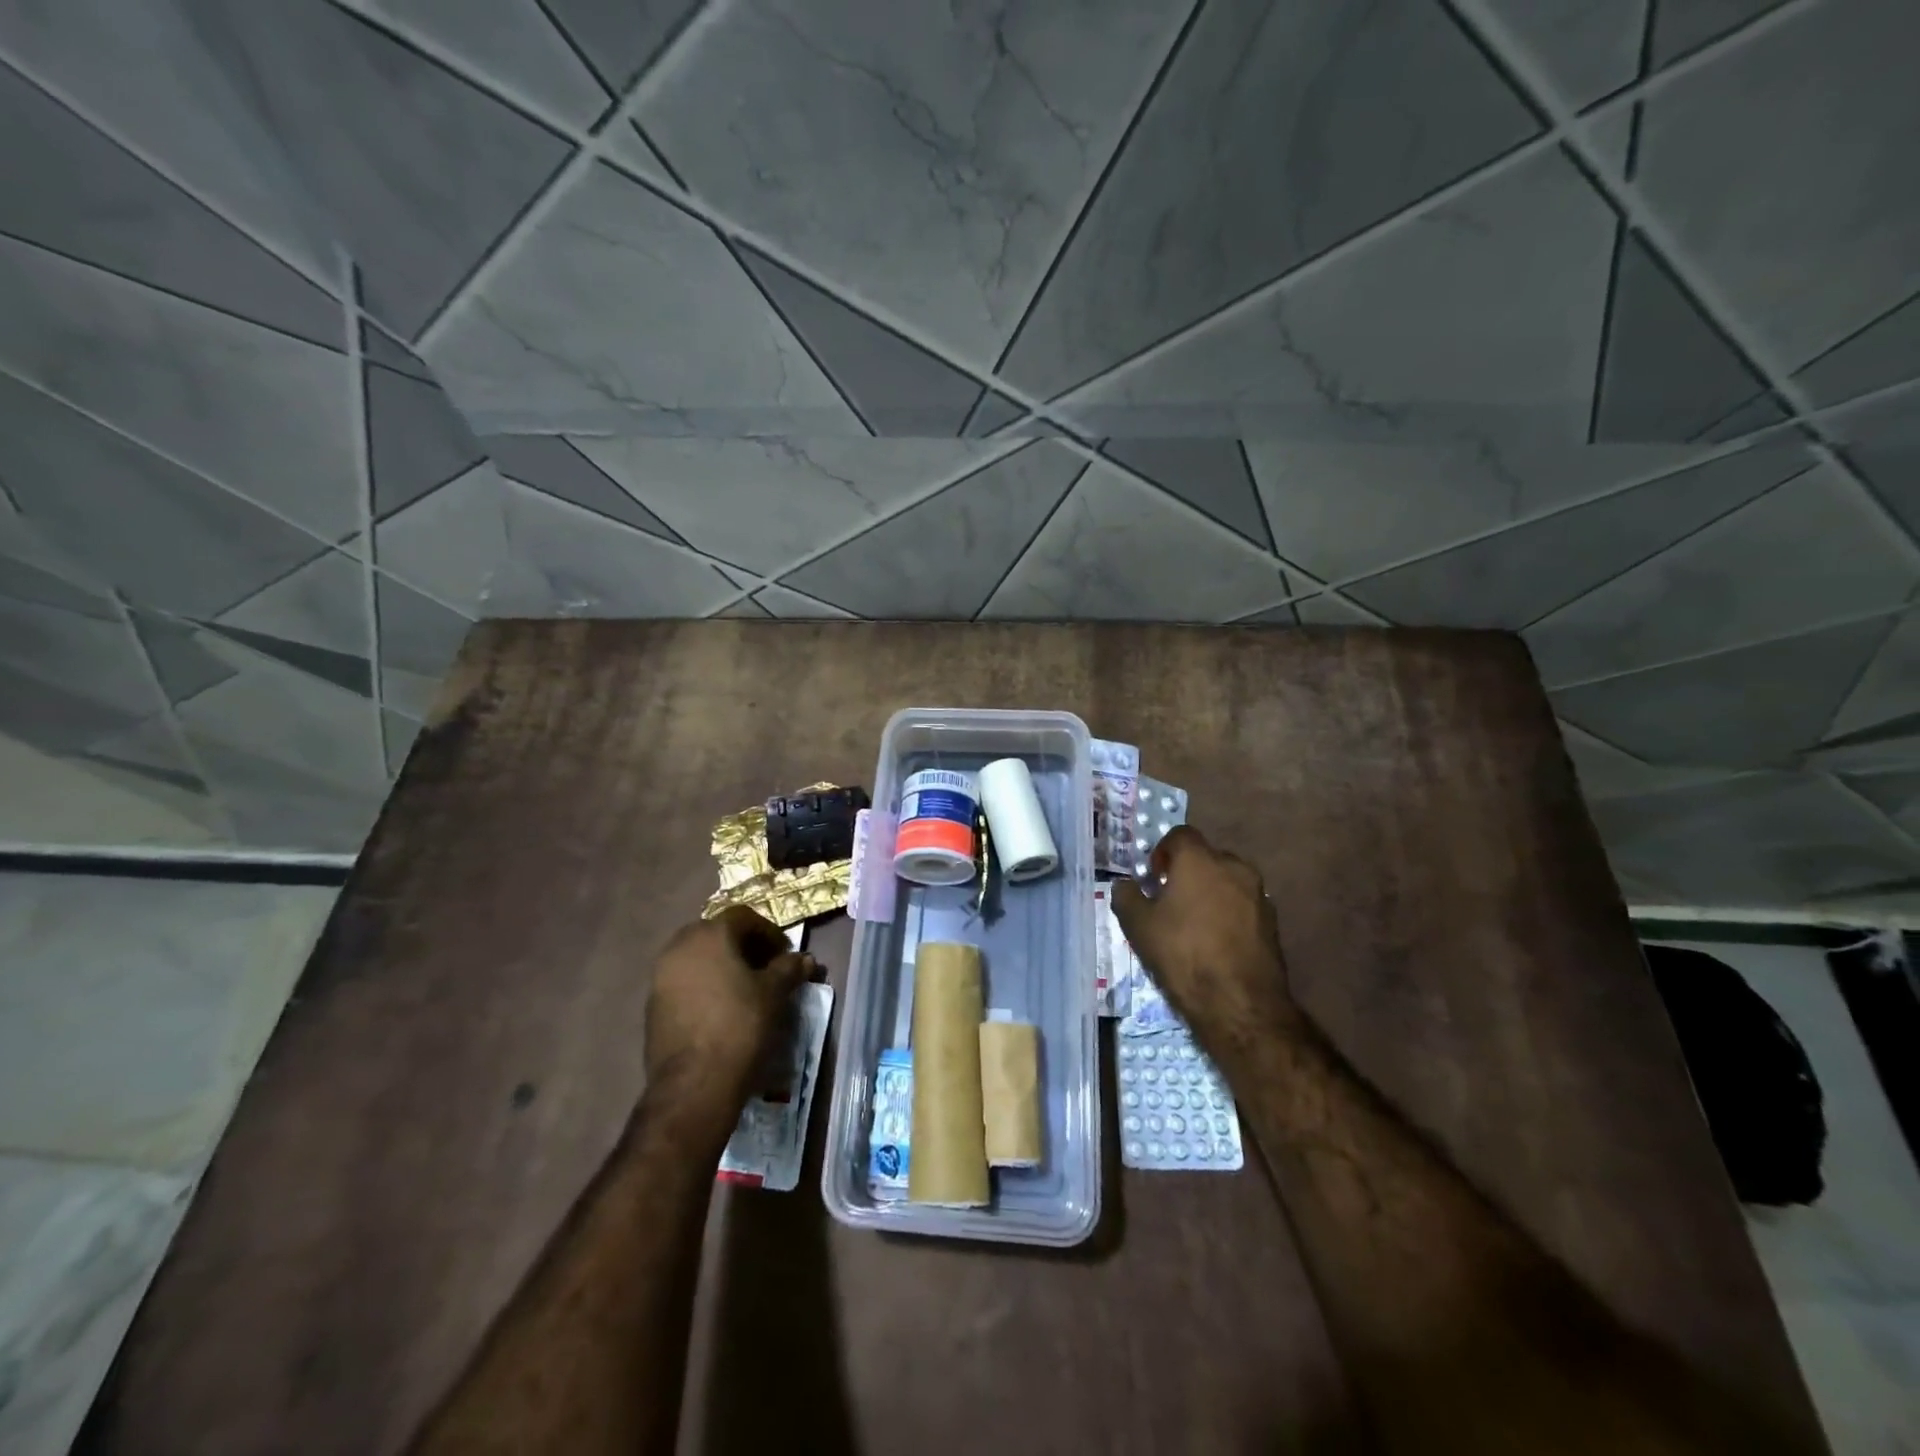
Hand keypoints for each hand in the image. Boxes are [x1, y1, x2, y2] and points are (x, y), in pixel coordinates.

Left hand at [644, 907, 815, 1135]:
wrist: (694, 1084)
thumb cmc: (740, 1026)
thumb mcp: (774, 994)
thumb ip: (789, 969)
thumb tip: (805, 959)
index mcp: (709, 935)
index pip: (743, 917)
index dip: (768, 932)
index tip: (785, 954)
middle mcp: (679, 947)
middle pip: (717, 934)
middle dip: (743, 946)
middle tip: (766, 967)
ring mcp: (661, 976)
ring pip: (698, 958)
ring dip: (723, 966)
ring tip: (746, 989)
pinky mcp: (652, 1006)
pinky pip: (684, 982)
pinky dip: (705, 985)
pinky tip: (722, 1009)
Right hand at [1111, 827, 1300, 1075]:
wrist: (1240, 1003)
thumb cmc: (1182, 954)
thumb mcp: (1138, 926)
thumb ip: (1127, 896)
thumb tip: (1125, 884)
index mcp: (1200, 860)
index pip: (1180, 835)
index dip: (1163, 851)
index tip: (1154, 877)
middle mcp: (1234, 867)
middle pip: (1207, 857)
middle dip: (1188, 872)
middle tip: (1171, 899)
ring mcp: (1258, 894)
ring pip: (1228, 881)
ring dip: (1211, 892)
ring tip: (1194, 923)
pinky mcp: (1273, 922)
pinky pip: (1243, 905)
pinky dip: (1229, 913)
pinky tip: (1216, 941)